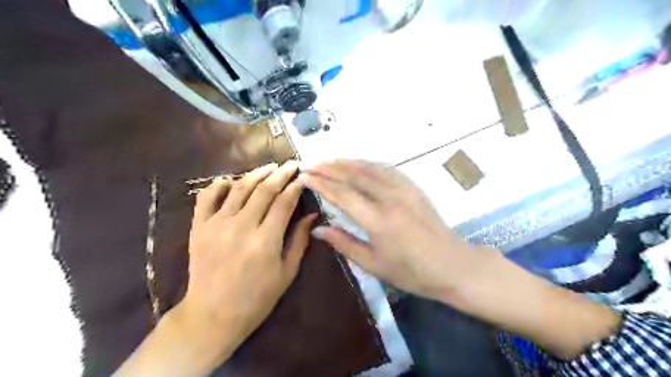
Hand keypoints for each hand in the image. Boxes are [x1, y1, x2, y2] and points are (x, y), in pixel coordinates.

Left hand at [175, 161, 317, 365]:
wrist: (212, 315)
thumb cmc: (256, 298)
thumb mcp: (287, 272)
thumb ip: (300, 240)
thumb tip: (312, 215)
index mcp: (266, 240)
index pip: (284, 202)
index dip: (295, 187)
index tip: (303, 178)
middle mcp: (241, 226)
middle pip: (264, 190)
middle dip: (280, 174)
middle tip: (291, 164)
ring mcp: (217, 224)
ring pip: (239, 188)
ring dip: (256, 173)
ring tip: (269, 166)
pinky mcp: (199, 227)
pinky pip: (207, 197)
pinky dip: (218, 184)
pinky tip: (229, 180)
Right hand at [302, 160, 479, 301]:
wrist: (452, 264)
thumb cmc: (411, 272)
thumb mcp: (374, 264)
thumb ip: (344, 243)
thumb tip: (317, 229)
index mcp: (377, 220)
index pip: (342, 194)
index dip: (321, 183)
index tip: (304, 176)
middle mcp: (389, 198)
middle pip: (354, 175)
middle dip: (329, 167)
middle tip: (310, 164)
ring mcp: (403, 189)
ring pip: (369, 168)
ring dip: (347, 162)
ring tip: (329, 160)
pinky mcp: (413, 187)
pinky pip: (387, 169)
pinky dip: (368, 163)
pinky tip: (360, 164)